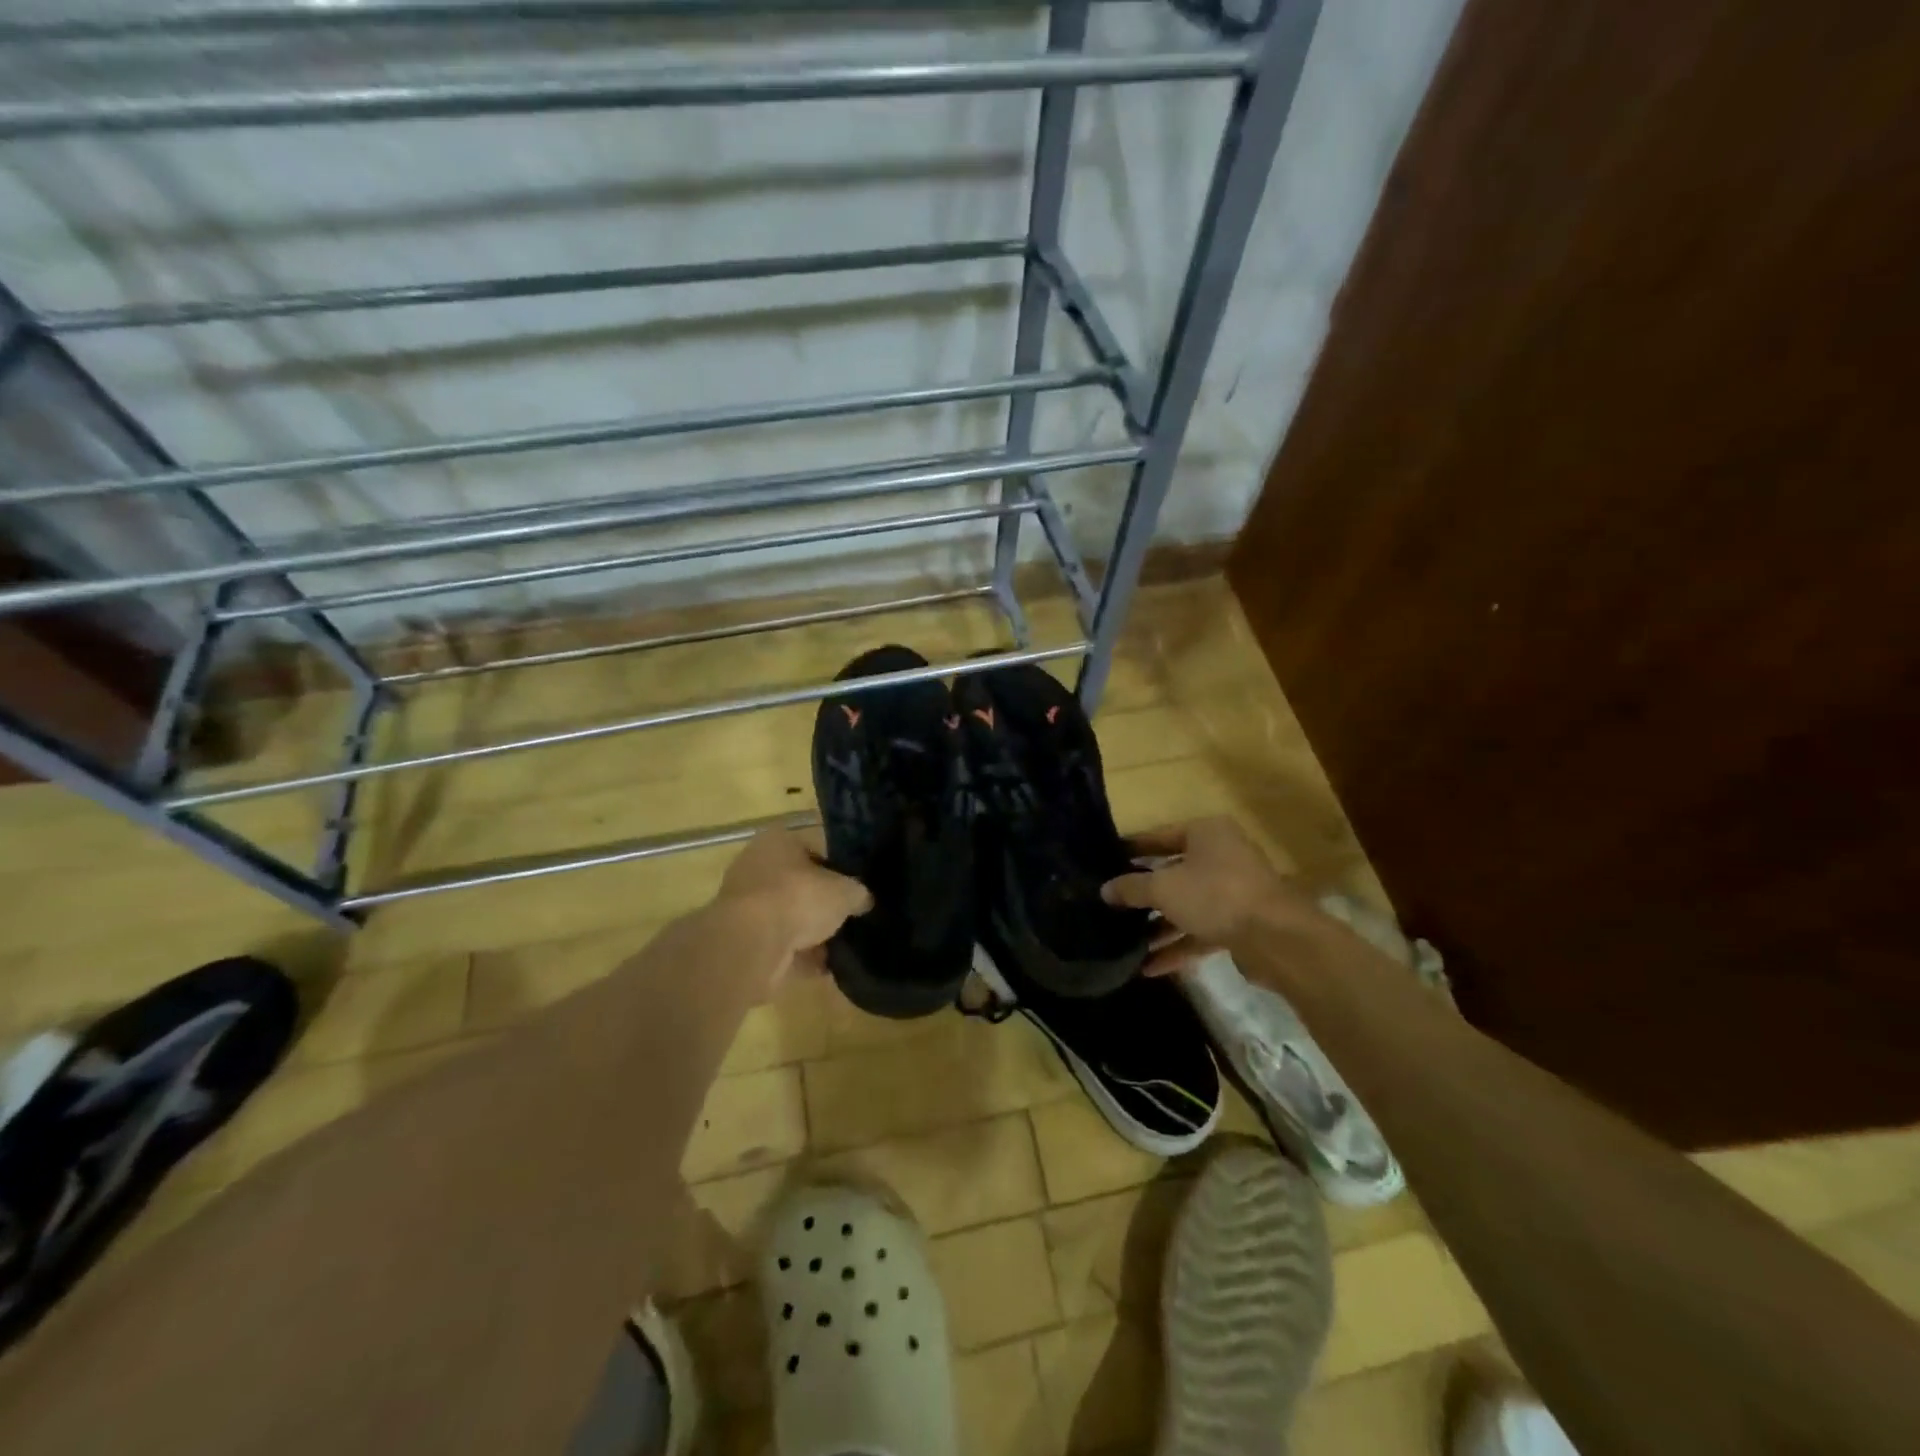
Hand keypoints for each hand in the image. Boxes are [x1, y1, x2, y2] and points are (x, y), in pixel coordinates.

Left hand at [719, 827, 871, 977]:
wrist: (751, 945)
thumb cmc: (798, 898)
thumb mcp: (845, 891)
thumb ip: (858, 892)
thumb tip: (863, 900)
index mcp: (777, 841)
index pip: (813, 848)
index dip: (837, 868)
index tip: (855, 887)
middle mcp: (756, 866)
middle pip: (798, 884)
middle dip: (821, 903)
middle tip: (849, 918)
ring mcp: (746, 906)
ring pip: (788, 917)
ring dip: (812, 934)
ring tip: (842, 947)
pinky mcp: (743, 940)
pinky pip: (780, 946)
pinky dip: (800, 957)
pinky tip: (825, 968)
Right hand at [1101, 816, 1317, 975]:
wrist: (1278, 938)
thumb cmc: (1215, 895)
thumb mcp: (1164, 888)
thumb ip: (1132, 888)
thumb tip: (1105, 890)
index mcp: (1206, 833)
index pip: (1160, 836)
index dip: (1132, 849)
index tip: (1105, 861)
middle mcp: (1222, 856)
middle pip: (1173, 872)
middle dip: (1144, 893)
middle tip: (1112, 904)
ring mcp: (1233, 891)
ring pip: (1187, 905)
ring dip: (1159, 925)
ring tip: (1125, 941)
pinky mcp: (1240, 924)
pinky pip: (1201, 931)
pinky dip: (1178, 946)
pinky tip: (1149, 967)